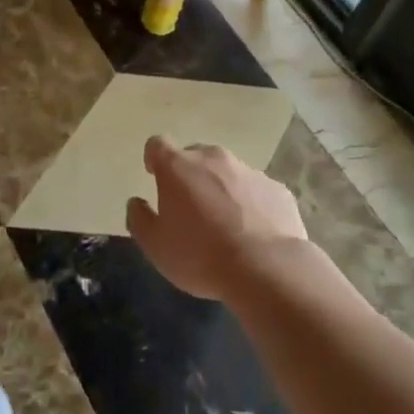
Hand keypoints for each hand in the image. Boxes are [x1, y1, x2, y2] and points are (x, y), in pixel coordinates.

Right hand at [125, 137, 307, 299]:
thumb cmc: (200, 255)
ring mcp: (249, 171)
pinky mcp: (277, 188)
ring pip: (228, 172)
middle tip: (189, 206)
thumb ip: (139, 219)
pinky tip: (253, 232)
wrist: (267, 268)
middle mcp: (213, 158)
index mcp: (178, 167)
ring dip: (221, 188)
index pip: (158, 145)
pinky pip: (256, 190)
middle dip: (189, 174)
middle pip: (195, 155)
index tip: (154, 176)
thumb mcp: (155, 246)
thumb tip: (136, 203)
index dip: (154, 159)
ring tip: (224, 223)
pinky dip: (250, 203)